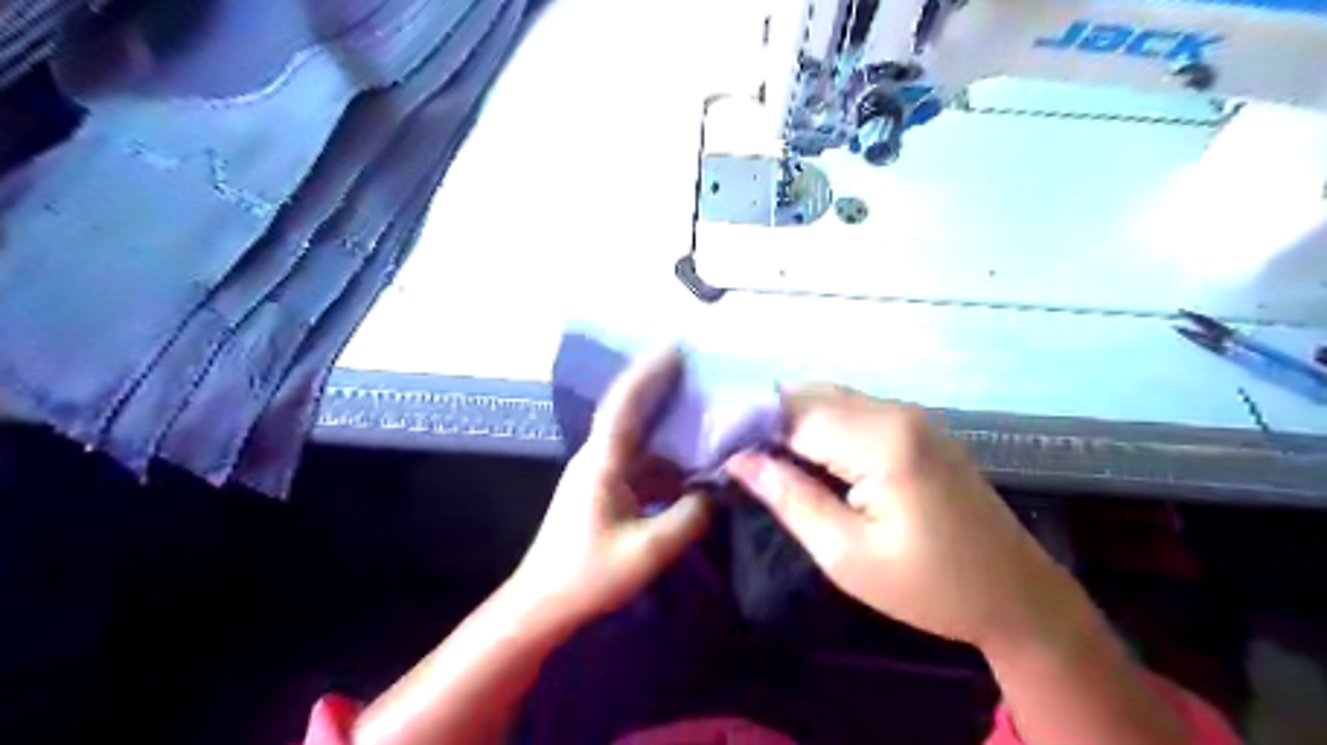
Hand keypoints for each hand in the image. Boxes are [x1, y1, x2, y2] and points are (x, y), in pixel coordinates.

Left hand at [509, 350, 708, 623]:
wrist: (544, 604)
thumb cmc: (590, 575)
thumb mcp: (648, 549)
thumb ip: (689, 516)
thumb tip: (715, 490)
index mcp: (602, 461)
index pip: (625, 402)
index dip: (650, 371)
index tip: (677, 346)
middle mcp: (598, 457)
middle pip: (631, 410)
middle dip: (661, 385)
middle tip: (697, 367)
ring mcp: (600, 473)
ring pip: (639, 437)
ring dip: (667, 423)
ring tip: (704, 410)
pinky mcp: (605, 490)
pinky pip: (641, 462)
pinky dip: (667, 457)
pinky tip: (692, 462)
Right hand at [725, 383, 1076, 652]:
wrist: (1016, 594)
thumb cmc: (930, 587)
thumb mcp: (847, 555)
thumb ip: (790, 498)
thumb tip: (739, 460)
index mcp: (881, 441)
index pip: (793, 414)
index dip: (747, 426)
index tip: (710, 446)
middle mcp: (895, 412)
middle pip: (810, 396)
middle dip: (765, 418)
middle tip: (729, 453)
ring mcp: (910, 415)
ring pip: (829, 398)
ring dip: (790, 420)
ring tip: (756, 454)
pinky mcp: (916, 426)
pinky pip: (853, 410)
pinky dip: (818, 425)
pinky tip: (802, 453)